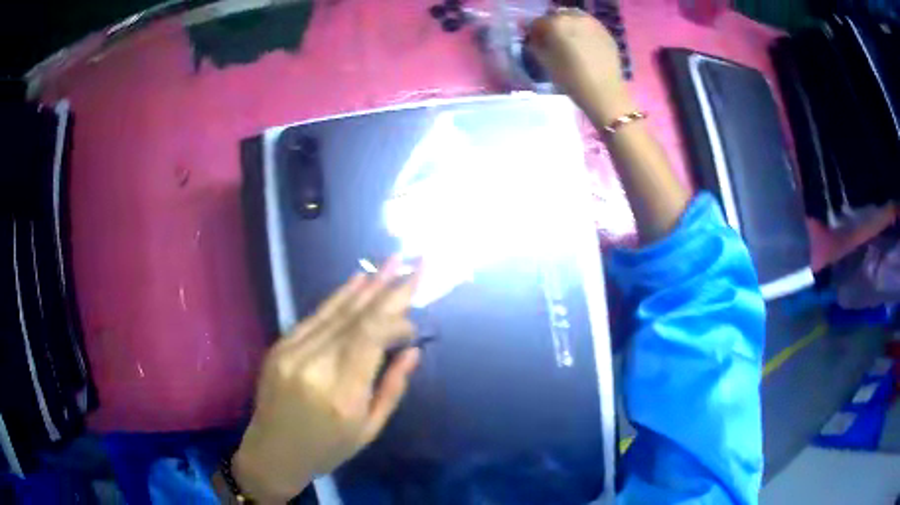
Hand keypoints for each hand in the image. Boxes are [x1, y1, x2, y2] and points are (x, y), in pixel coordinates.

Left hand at [232, 258, 421, 502]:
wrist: (272, 453)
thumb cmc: (326, 450)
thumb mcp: (369, 430)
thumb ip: (392, 388)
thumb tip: (413, 350)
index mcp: (341, 395)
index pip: (371, 336)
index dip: (396, 308)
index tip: (417, 291)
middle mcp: (314, 367)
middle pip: (356, 317)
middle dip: (388, 287)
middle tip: (413, 261)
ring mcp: (291, 353)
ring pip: (335, 311)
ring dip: (366, 285)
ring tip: (391, 261)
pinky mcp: (279, 347)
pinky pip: (315, 316)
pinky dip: (339, 298)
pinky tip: (357, 281)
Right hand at [527, 9, 634, 123]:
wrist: (604, 92)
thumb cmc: (571, 79)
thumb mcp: (545, 62)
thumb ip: (535, 44)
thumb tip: (533, 38)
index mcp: (556, 23)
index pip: (538, 22)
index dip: (535, 33)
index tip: (536, 43)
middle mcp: (575, 17)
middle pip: (558, 16)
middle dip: (553, 26)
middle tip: (554, 42)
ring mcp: (593, 23)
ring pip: (575, 18)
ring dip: (569, 26)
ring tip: (571, 42)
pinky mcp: (606, 32)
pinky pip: (589, 26)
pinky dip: (584, 31)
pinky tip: (585, 46)